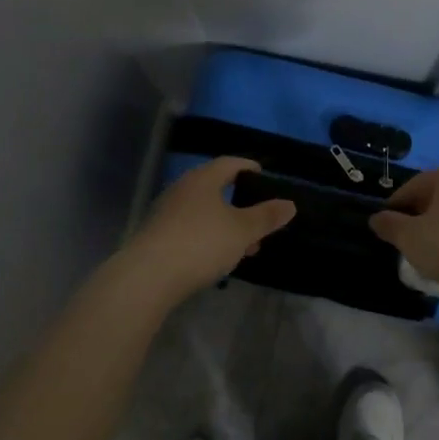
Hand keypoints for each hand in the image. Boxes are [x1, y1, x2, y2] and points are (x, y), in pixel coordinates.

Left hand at [121, 157, 295, 305]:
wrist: (149, 276)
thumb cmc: (201, 243)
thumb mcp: (242, 230)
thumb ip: (266, 216)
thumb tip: (290, 204)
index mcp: (202, 179)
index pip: (229, 163)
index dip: (249, 167)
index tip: (264, 177)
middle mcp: (182, 189)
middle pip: (215, 188)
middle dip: (240, 203)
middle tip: (260, 219)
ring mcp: (166, 213)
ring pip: (204, 212)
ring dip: (226, 224)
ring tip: (246, 246)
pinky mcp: (158, 236)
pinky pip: (190, 229)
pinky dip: (209, 237)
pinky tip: (219, 258)